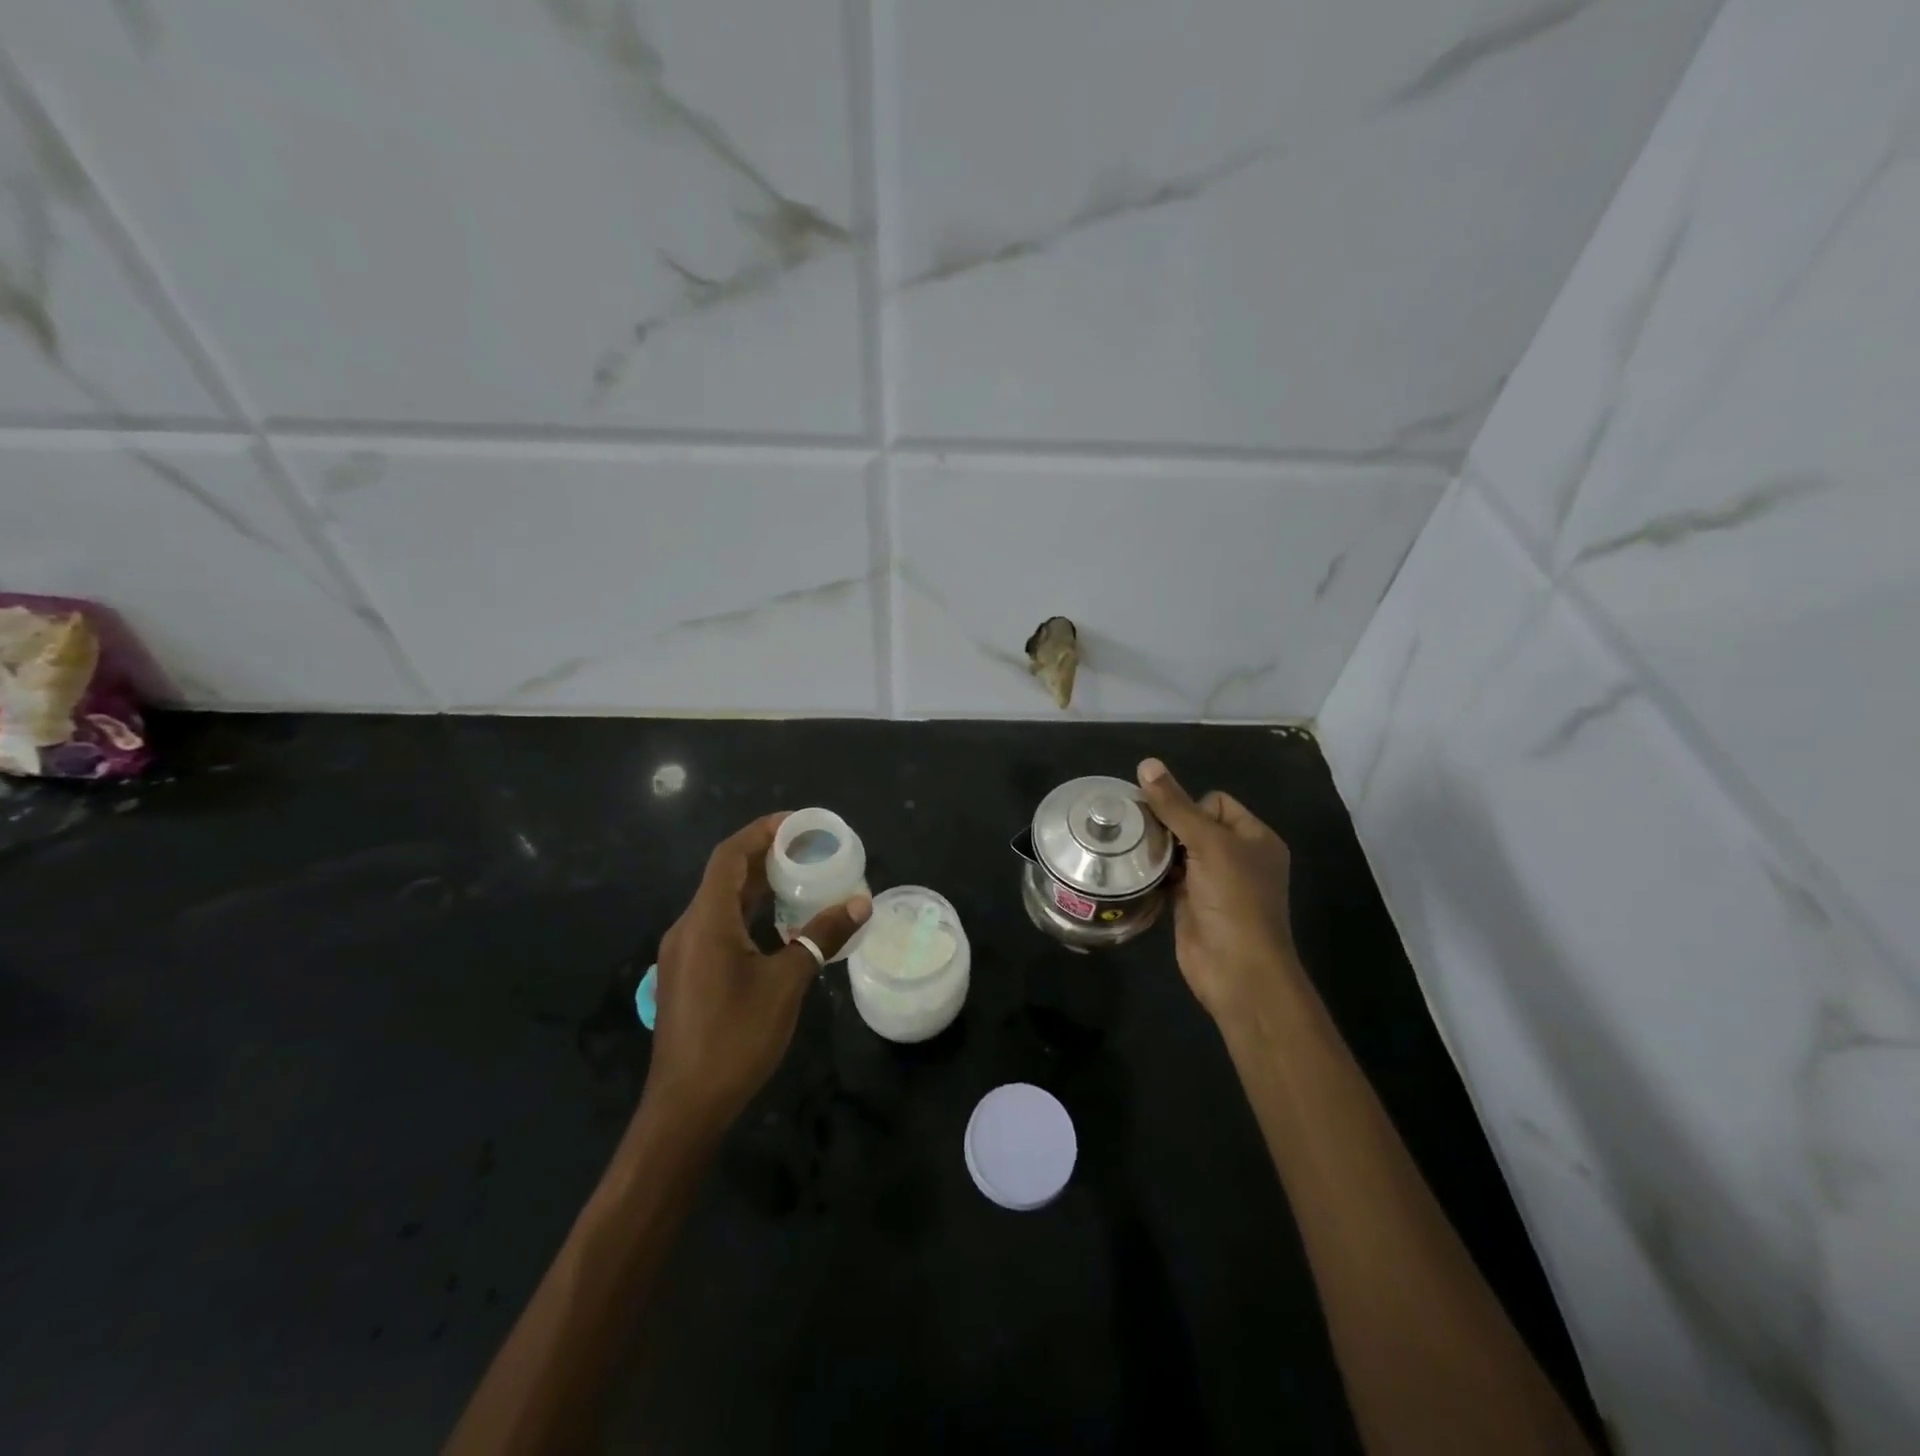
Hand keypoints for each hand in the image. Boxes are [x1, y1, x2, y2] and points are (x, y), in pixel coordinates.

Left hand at [644, 813, 870, 1136]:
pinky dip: (749, 915)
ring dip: (758, 888)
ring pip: (722, 903)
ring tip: (801, 879)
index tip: (797, 823)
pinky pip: (719, 928)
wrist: (686, 1107)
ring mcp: (684, 953)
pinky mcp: (688, 975)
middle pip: (725, 876)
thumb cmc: (736, 1038)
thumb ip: (822, 936)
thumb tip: (861, 903)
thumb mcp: (787, 983)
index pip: (729, 856)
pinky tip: (779, 927)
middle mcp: (688, 928)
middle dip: (765, 857)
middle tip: (809, 850)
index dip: (761, 832)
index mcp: (706, 921)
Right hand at [1137, 758, 1299, 1023]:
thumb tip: (1147, 763)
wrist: (1237, 969)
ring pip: (1178, 851)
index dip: (1189, 805)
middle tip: (1135, 829)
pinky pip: (1168, 876)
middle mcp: (1237, 856)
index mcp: (1254, 837)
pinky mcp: (1191, 903)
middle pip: (1193, 824)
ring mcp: (1214, 882)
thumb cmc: (1234, 900)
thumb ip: (1175, 806)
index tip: (1167, 821)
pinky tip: (1130, 869)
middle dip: (1166, 825)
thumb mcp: (1208, 845)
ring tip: (1126, 846)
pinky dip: (1152, 872)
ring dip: (1156, 848)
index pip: (1215, 801)